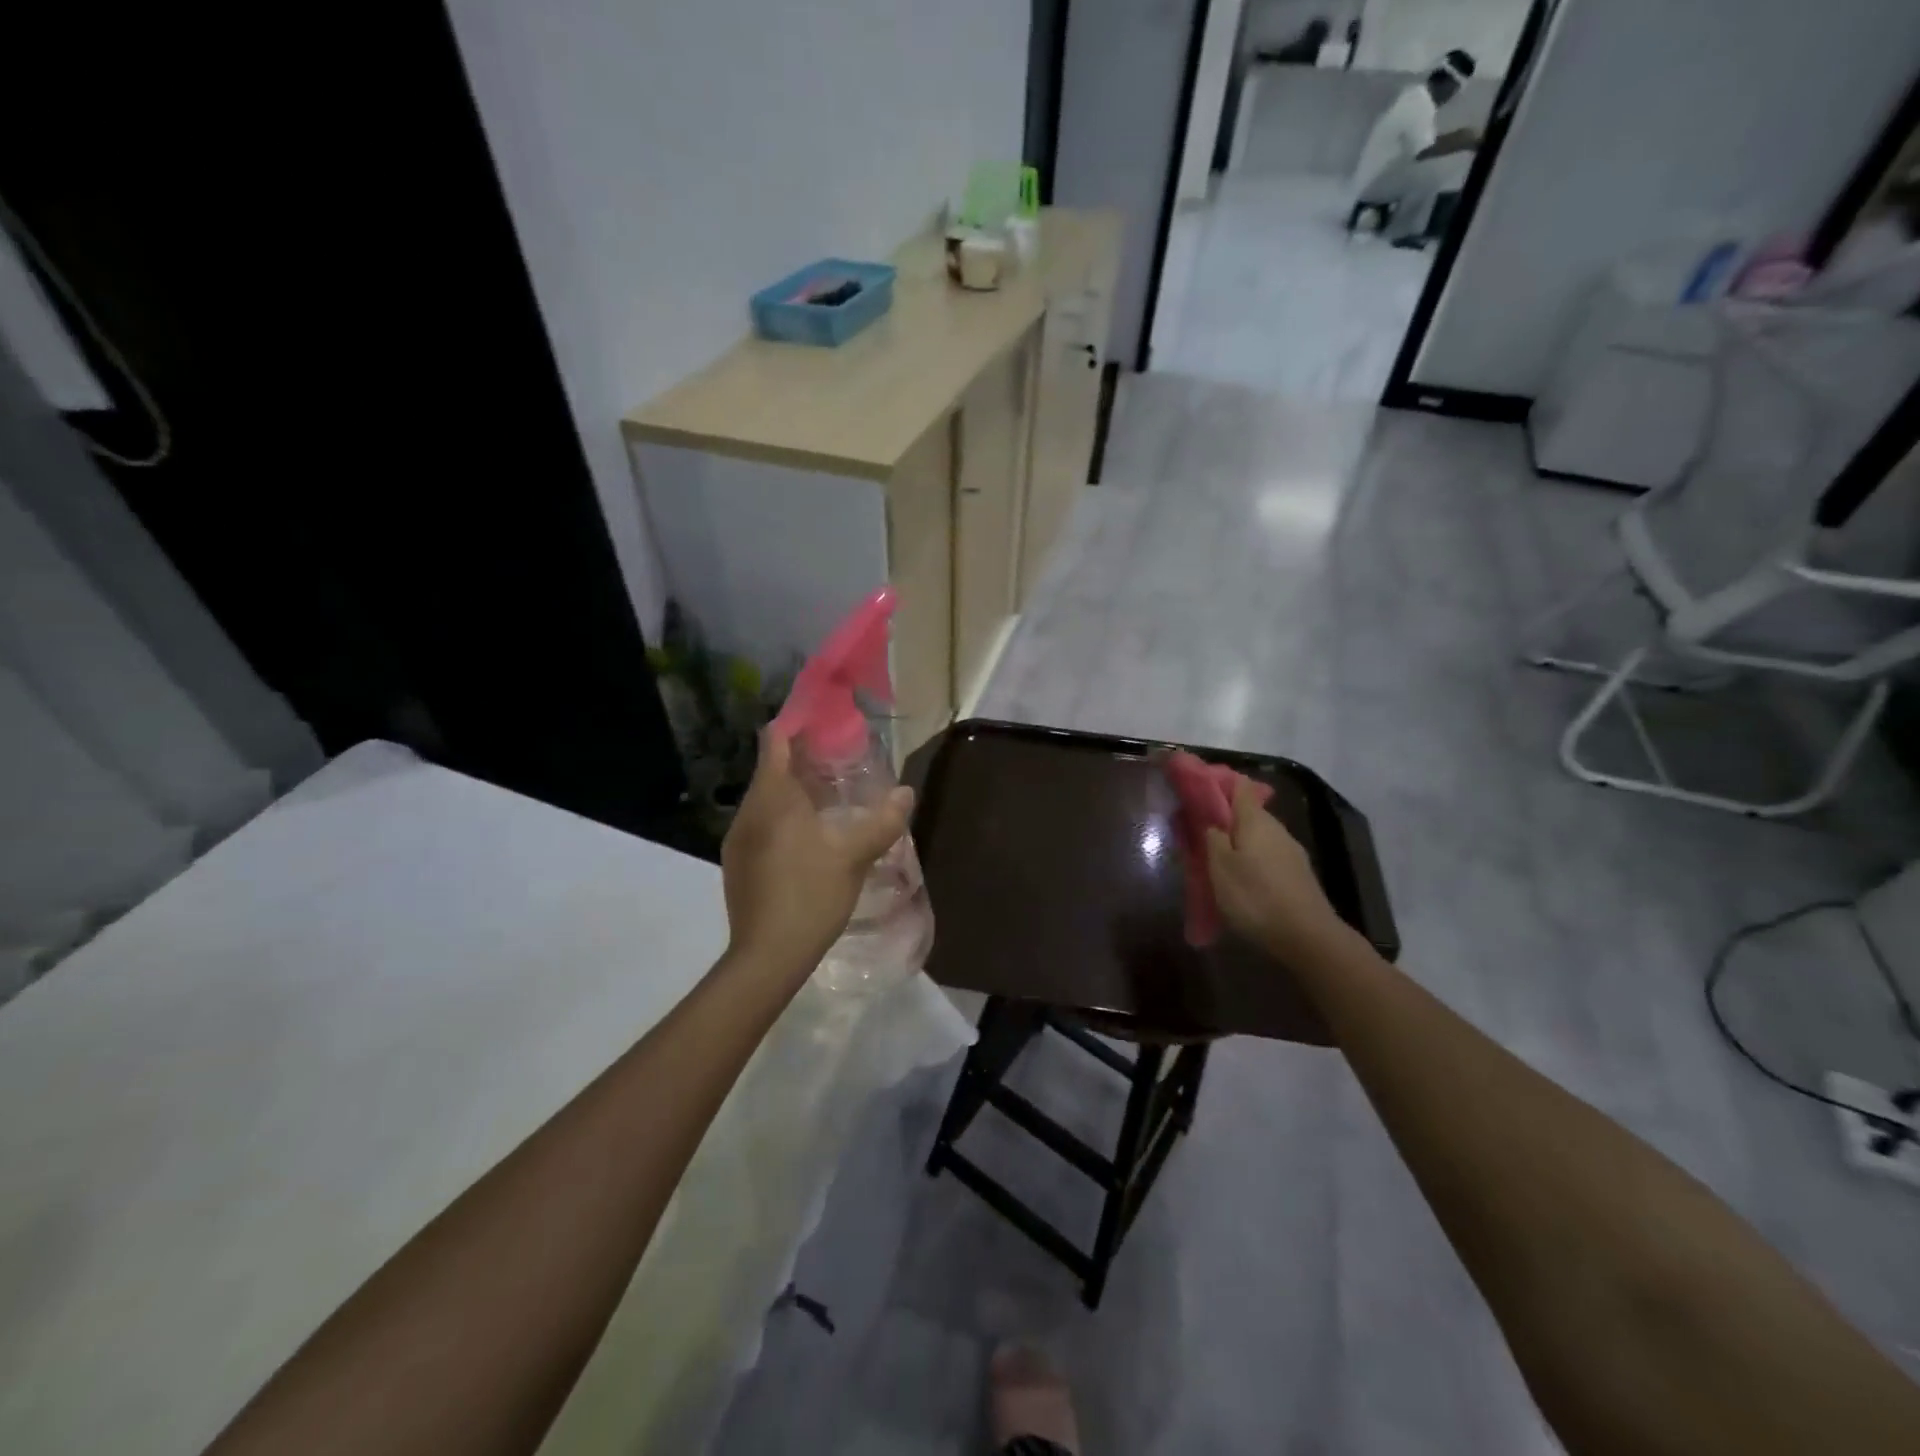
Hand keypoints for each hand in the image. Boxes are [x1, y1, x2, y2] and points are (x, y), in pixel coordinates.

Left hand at [720, 730, 913, 977]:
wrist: (767, 956)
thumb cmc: (810, 893)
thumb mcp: (854, 855)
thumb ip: (882, 821)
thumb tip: (906, 793)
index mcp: (772, 797)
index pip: (775, 741)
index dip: (797, 725)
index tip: (824, 721)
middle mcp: (748, 811)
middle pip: (772, 770)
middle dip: (803, 762)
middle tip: (841, 764)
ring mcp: (738, 839)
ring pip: (767, 801)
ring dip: (795, 794)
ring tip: (830, 802)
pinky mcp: (738, 864)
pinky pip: (762, 825)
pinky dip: (784, 820)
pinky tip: (810, 841)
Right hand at [1204, 781, 1347, 963]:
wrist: (1308, 937)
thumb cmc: (1255, 897)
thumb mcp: (1220, 867)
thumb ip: (1212, 838)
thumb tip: (1211, 822)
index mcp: (1255, 820)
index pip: (1239, 786)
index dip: (1219, 784)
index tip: (1198, 792)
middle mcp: (1276, 829)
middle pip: (1249, 812)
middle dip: (1225, 819)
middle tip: (1200, 834)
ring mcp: (1291, 852)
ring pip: (1259, 836)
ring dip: (1239, 842)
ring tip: (1218, 860)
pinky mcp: (1298, 874)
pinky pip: (1269, 856)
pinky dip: (1253, 860)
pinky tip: (1243, 880)